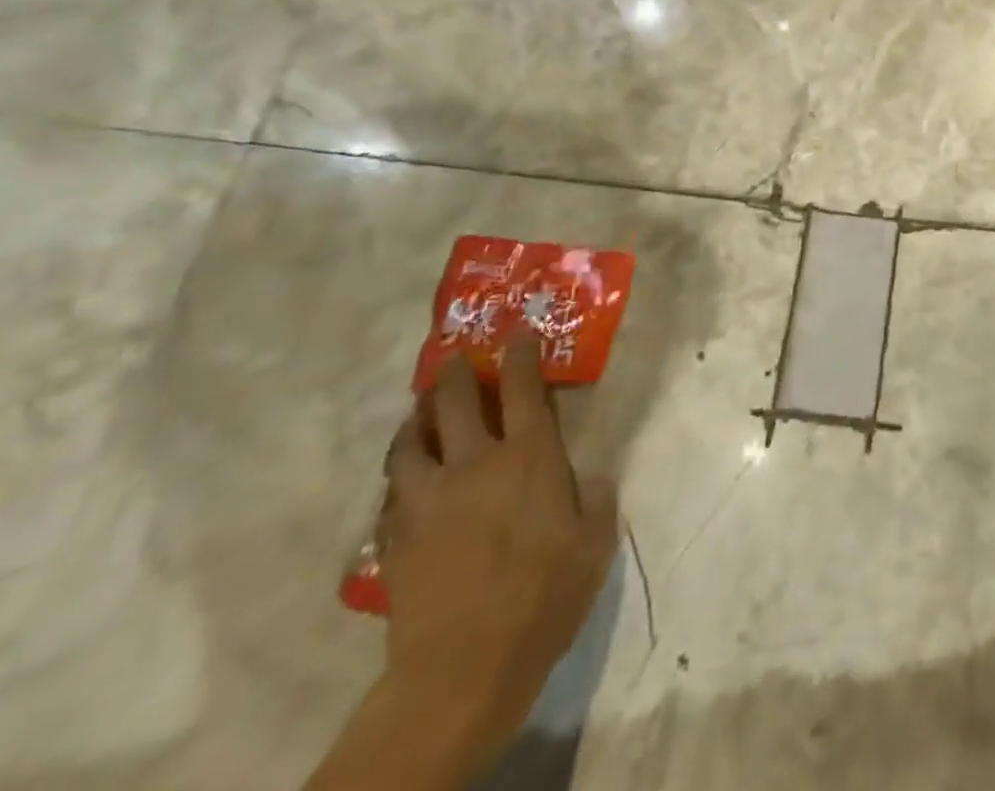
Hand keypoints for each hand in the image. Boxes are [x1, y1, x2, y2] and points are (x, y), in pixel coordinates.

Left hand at [379, 334, 617, 774]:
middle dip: (455, 374)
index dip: (521, 356)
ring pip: (409, 442)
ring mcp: (427, 499)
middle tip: (457, 360)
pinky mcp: (395, 537)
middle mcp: (474, 464)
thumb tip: (590, 477)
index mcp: (529, 457)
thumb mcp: (594, 541)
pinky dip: (401, 473)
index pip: (523, 389)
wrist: (464, 666)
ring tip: (421, 412)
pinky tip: (408, 478)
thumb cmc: (545, 595)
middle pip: (453, 402)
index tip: (519, 334)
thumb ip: (595, 498)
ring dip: (415, 419)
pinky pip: (392, 491)